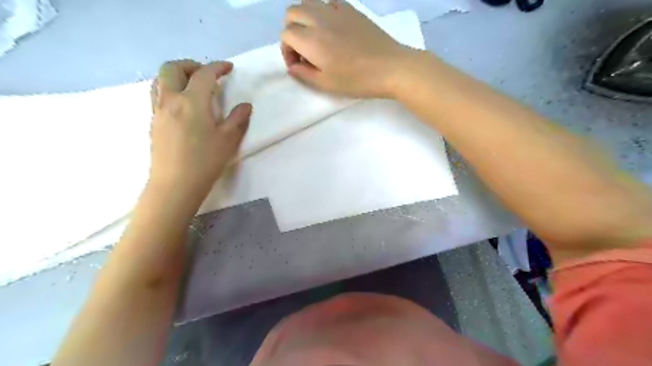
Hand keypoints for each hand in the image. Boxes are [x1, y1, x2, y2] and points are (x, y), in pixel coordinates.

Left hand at [149, 60, 249, 199]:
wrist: (175, 185)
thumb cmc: (205, 161)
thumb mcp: (229, 140)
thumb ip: (238, 119)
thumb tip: (245, 105)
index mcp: (192, 101)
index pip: (204, 74)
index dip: (218, 67)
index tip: (229, 68)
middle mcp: (170, 100)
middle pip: (173, 68)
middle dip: (191, 65)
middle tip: (207, 75)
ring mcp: (158, 111)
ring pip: (160, 79)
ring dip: (177, 75)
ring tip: (193, 87)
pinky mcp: (153, 122)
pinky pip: (157, 94)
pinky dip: (170, 89)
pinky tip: (183, 105)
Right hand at [280, 0, 411, 97]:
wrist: (390, 67)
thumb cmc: (356, 80)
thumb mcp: (326, 84)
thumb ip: (303, 74)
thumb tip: (292, 66)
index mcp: (310, 39)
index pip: (286, 34)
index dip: (287, 51)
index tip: (298, 65)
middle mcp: (319, 19)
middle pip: (292, 12)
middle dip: (291, 30)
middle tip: (303, 50)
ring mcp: (336, 11)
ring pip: (309, 2)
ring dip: (305, 17)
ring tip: (315, 37)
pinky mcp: (352, 9)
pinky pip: (330, 2)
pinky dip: (324, 11)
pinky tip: (333, 28)